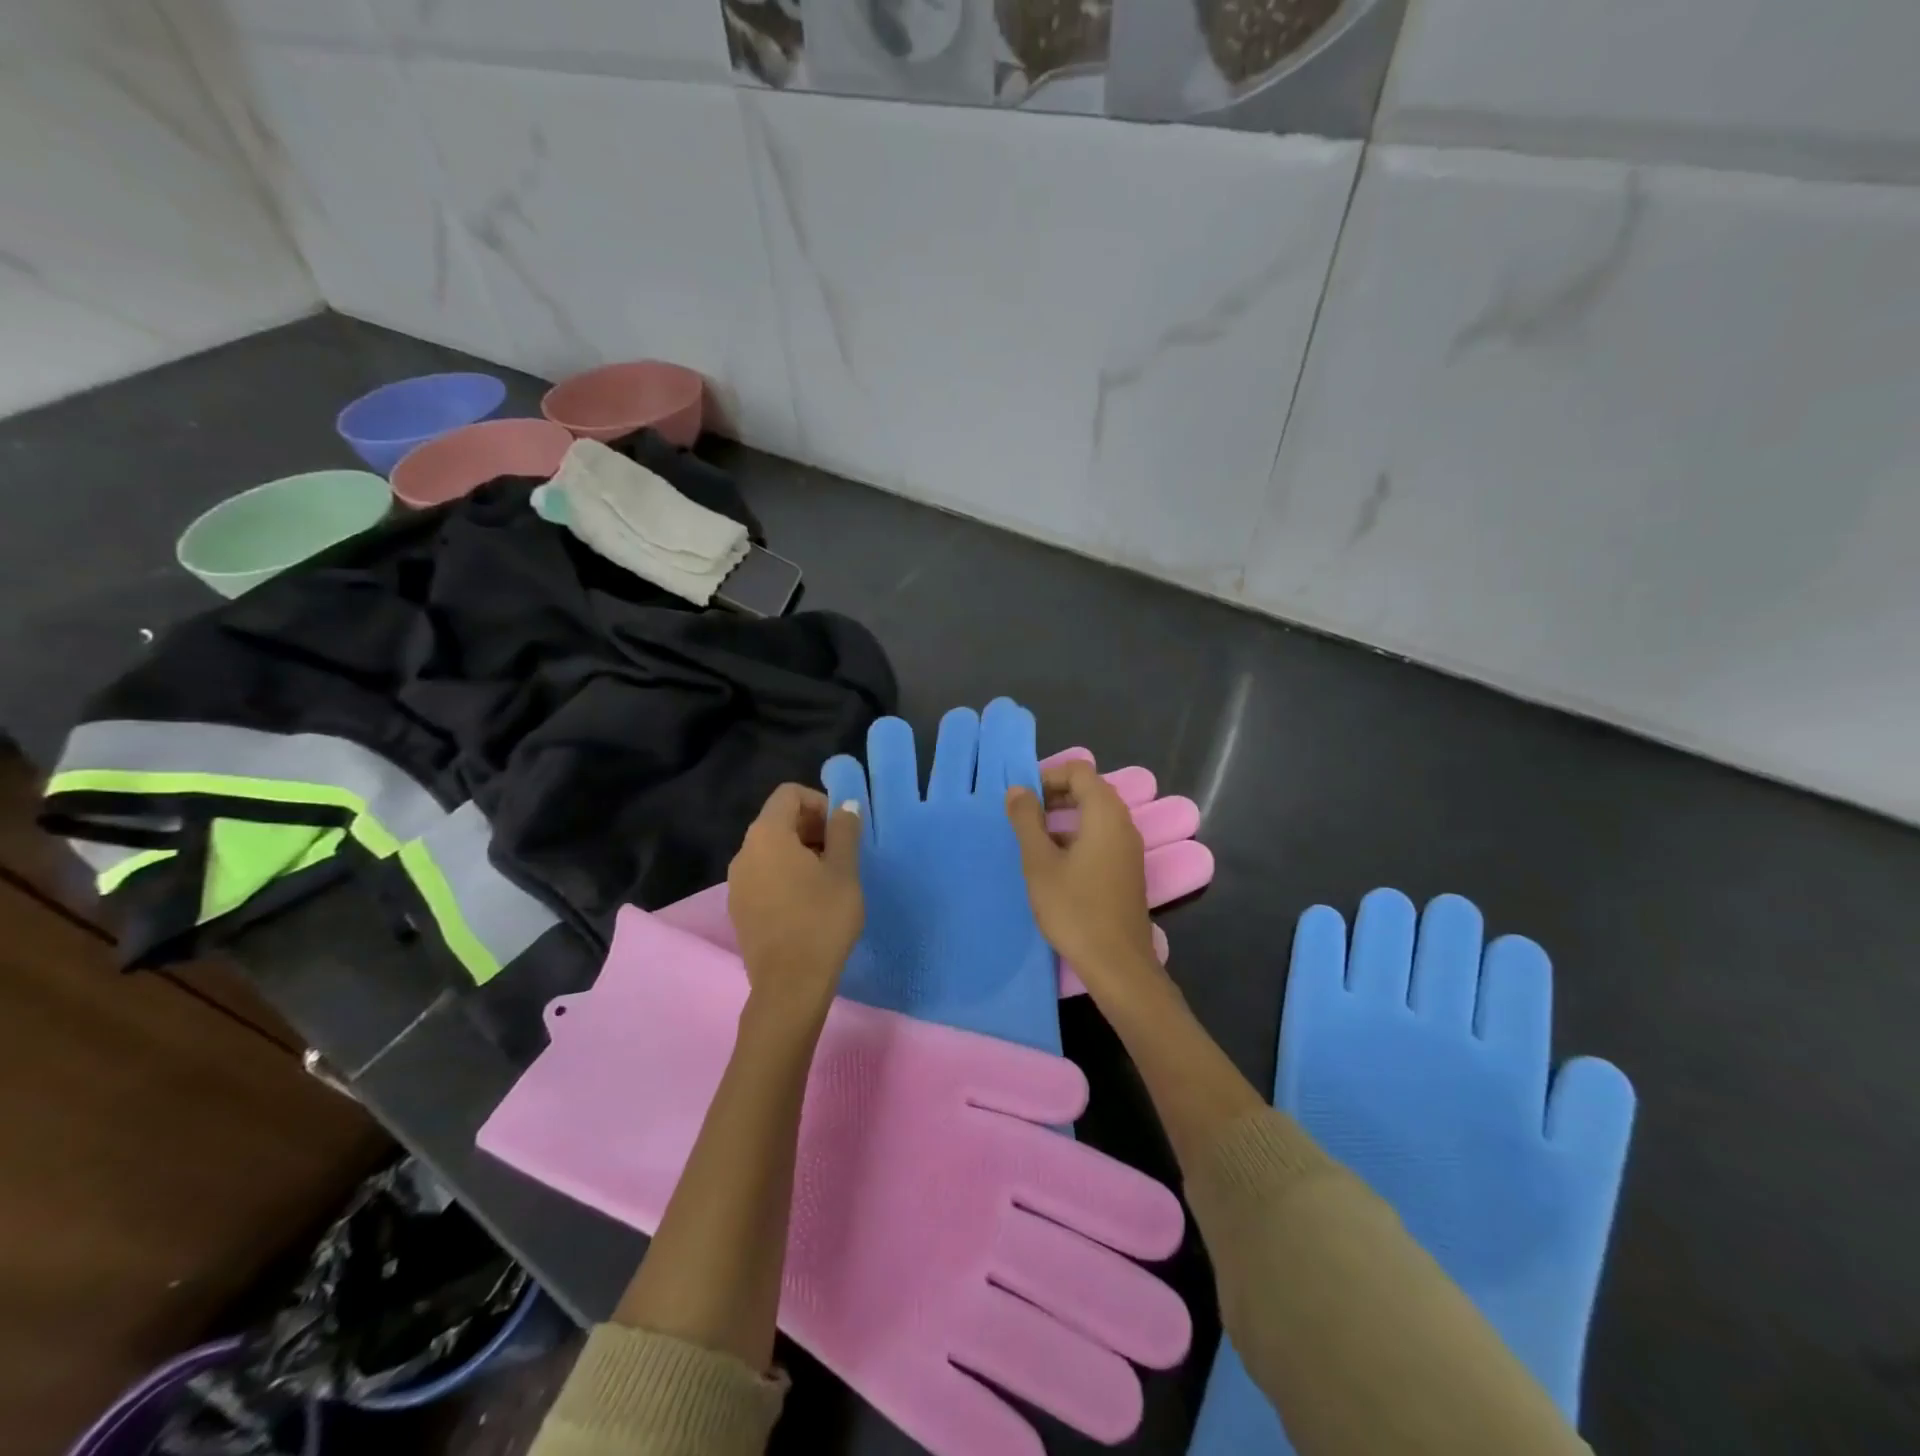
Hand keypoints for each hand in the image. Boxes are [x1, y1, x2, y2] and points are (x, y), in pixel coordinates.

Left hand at [728, 784, 863, 1018]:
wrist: (790, 985)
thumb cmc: (822, 920)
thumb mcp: (844, 871)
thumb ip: (844, 831)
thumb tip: (845, 806)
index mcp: (767, 835)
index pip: (789, 794)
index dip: (819, 802)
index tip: (842, 828)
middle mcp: (744, 852)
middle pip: (778, 820)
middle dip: (812, 827)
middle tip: (842, 852)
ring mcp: (737, 882)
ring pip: (770, 849)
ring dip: (800, 851)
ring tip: (829, 878)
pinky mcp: (739, 907)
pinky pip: (763, 874)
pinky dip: (785, 874)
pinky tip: (809, 901)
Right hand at [1005, 761, 1164, 1002]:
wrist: (1117, 963)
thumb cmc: (1074, 908)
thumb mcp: (1039, 862)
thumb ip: (1027, 820)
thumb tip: (1018, 789)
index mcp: (1105, 813)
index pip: (1079, 771)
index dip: (1048, 776)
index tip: (1023, 799)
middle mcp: (1123, 823)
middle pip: (1089, 789)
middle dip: (1054, 795)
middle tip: (1024, 816)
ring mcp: (1129, 848)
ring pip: (1095, 815)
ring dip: (1064, 817)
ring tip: (1034, 840)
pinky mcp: (1127, 870)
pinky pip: (1102, 837)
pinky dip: (1078, 836)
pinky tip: (1055, 864)